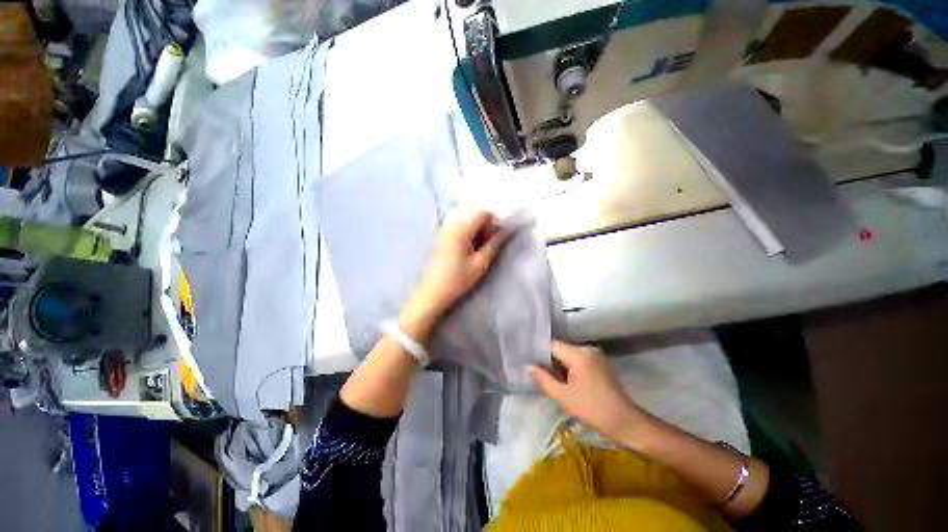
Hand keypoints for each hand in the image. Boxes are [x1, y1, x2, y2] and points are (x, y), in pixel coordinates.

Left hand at [400, 206, 506, 342]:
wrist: (433, 292)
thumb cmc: (458, 279)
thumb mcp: (480, 263)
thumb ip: (494, 244)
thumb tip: (506, 231)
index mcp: (461, 230)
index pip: (483, 214)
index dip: (493, 225)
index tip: (493, 241)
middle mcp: (451, 225)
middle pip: (474, 216)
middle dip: (484, 229)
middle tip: (486, 248)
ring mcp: (444, 231)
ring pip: (467, 223)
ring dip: (476, 233)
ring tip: (476, 251)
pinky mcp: (441, 238)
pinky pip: (459, 229)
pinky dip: (467, 236)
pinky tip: (467, 252)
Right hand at [529, 340, 649, 445]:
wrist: (626, 423)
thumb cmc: (592, 409)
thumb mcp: (563, 396)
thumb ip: (544, 379)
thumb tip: (529, 366)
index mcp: (579, 354)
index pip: (552, 345)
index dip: (540, 353)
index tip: (530, 363)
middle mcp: (587, 349)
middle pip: (561, 349)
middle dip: (549, 362)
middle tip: (538, 376)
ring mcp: (596, 356)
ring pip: (569, 356)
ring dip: (560, 367)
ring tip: (550, 381)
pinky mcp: (600, 365)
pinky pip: (579, 361)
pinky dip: (570, 369)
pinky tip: (566, 383)